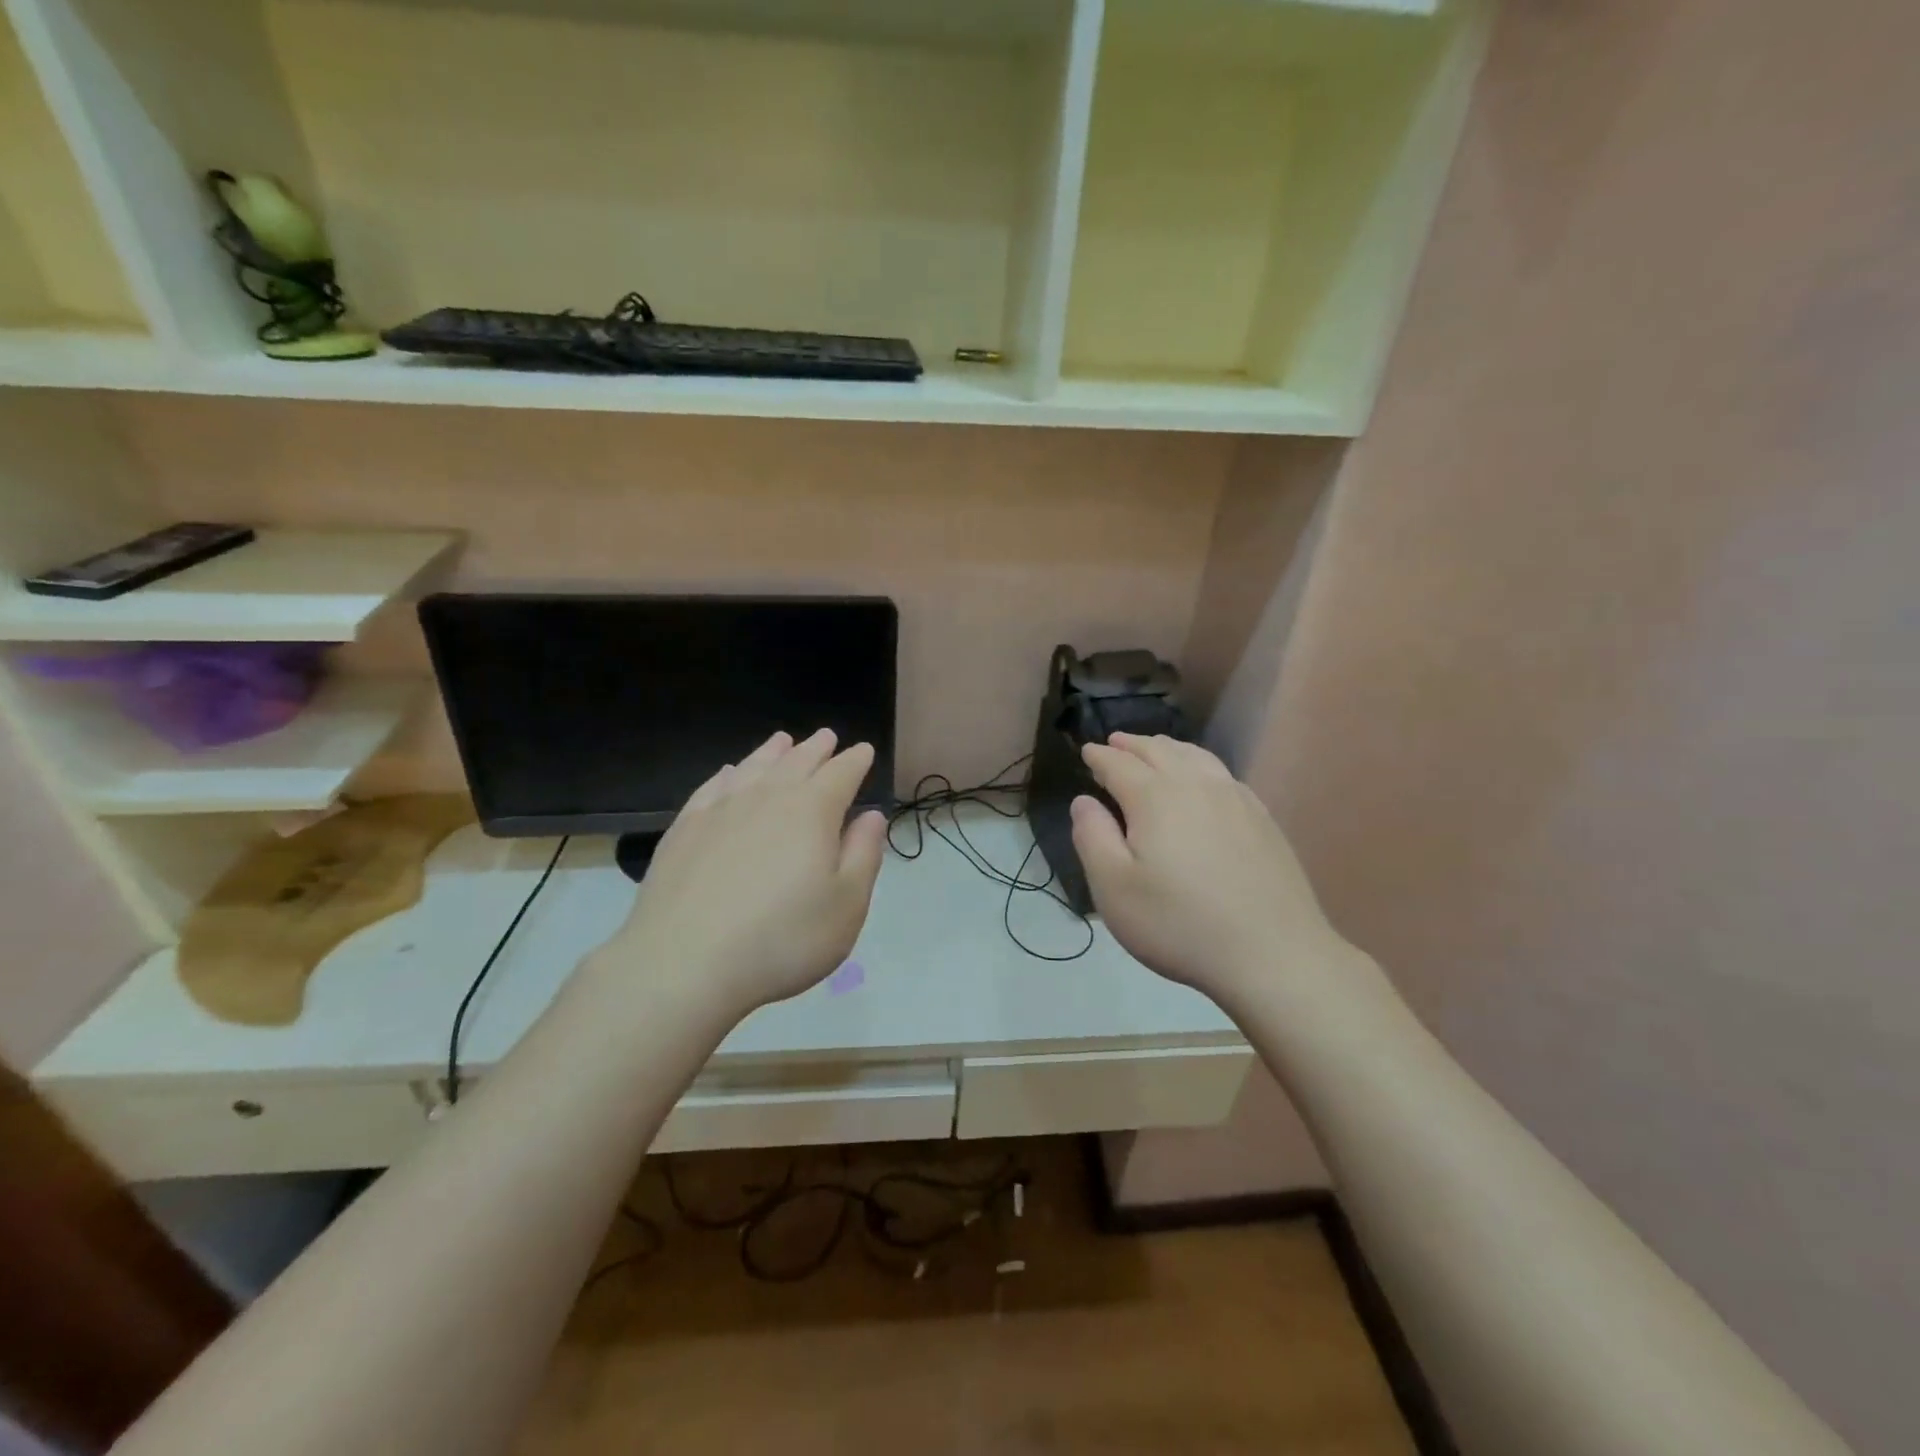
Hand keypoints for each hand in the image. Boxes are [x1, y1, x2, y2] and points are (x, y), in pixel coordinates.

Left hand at [606, 729, 886, 1015]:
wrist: (683, 964)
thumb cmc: (781, 940)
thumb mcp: (846, 906)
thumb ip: (863, 854)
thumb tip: (871, 816)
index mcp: (812, 811)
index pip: (841, 774)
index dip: (855, 761)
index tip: (863, 751)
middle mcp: (767, 798)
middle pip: (797, 761)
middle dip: (816, 749)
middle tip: (827, 737)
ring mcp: (720, 810)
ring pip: (753, 767)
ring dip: (772, 752)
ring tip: (783, 741)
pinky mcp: (684, 829)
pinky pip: (712, 787)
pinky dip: (727, 774)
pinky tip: (729, 774)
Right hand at [1070, 734, 1356, 1010]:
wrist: (1273, 954)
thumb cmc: (1179, 923)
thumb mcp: (1113, 888)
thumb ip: (1092, 837)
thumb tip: (1083, 801)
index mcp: (1155, 797)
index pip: (1119, 764)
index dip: (1099, 756)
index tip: (1086, 751)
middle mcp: (1196, 785)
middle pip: (1159, 750)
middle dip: (1132, 744)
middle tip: (1114, 743)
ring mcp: (1235, 799)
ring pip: (1195, 756)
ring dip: (1167, 748)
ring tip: (1154, 749)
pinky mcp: (1262, 819)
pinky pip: (1222, 774)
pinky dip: (1199, 763)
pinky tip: (1201, 778)